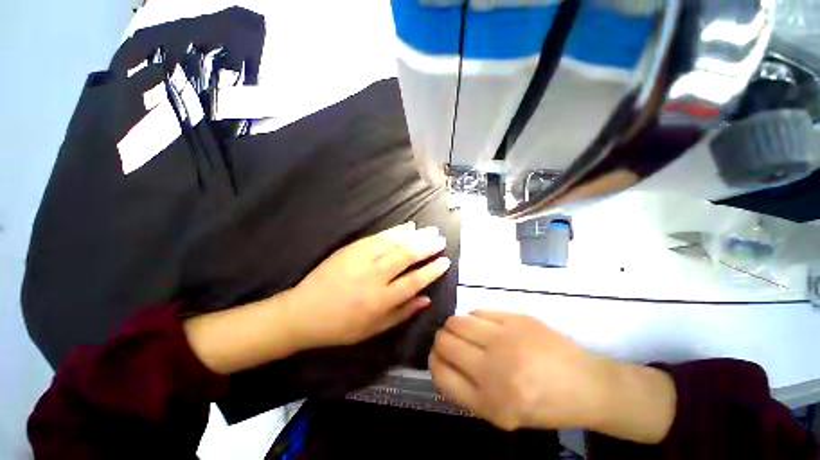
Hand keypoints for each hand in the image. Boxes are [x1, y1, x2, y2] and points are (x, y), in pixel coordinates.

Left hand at [288, 222, 450, 348]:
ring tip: (429, 230)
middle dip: (427, 246)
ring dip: (414, 235)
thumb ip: (403, 313)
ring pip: (394, 242)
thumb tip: (427, 298)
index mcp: (381, 300)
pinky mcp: (351, 249)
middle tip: (440, 239)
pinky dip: (395, 231)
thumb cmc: (341, 326)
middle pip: (407, 256)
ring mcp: (361, 259)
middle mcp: (374, 276)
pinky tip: (407, 226)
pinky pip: (378, 237)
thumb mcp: (374, 329)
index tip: (445, 261)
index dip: (432, 270)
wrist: (303, 312)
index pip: (415, 281)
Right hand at [429, 311, 608, 430]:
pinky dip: (473, 318)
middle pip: (444, 341)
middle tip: (450, 342)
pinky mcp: (515, 318)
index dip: (433, 361)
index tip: (437, 356)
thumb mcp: (501, 413)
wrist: (586, 385)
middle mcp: (493, 370)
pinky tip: (484, 326)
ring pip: (456, 322)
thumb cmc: (543, 405)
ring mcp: (505, 339)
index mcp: (489, 402)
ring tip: (465, 332)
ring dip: (454, 326)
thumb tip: (441, 360)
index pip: (439, 374)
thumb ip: (466, 390)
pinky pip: (477, 311)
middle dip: (441, 341)